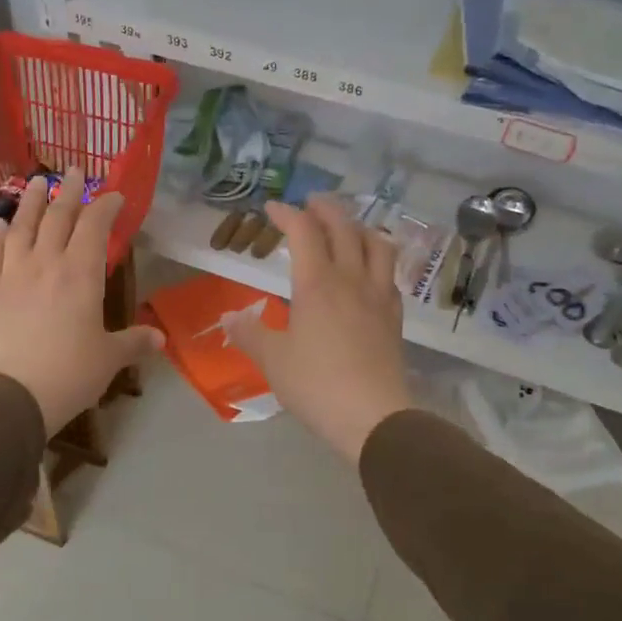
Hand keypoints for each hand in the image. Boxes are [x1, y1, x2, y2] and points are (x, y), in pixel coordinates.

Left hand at [0, 177, 162, 434]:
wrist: (10, 396)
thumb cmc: (69, 375)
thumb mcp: (109, 359)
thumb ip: (134, 343)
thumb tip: (161, 339)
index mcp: (81, 275)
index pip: (95, 226)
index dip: (106, 206)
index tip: (115, 195)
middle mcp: (46, 263)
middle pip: (58, 217)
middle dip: (70, 191)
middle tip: (75, 171)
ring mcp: (12, 274)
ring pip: (22, 226)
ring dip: (32, 202)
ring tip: (37, 182)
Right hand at [227, 195, 412, 461]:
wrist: (373, 416)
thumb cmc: (316, 384)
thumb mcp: (272, 360)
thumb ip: (249, 334)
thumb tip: (228, 317)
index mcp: (317, 284)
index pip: (304, 232)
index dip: (287, 214)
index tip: (272, 208)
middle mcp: (351, 279)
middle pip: (344, 228)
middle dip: (326, 209)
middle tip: (311, 203)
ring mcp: (378, 296)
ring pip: (376, 245)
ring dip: (359, 228)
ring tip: (347, 229)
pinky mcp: (394, 317)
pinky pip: (389, 273)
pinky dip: (376, 258)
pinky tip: (369, 272)